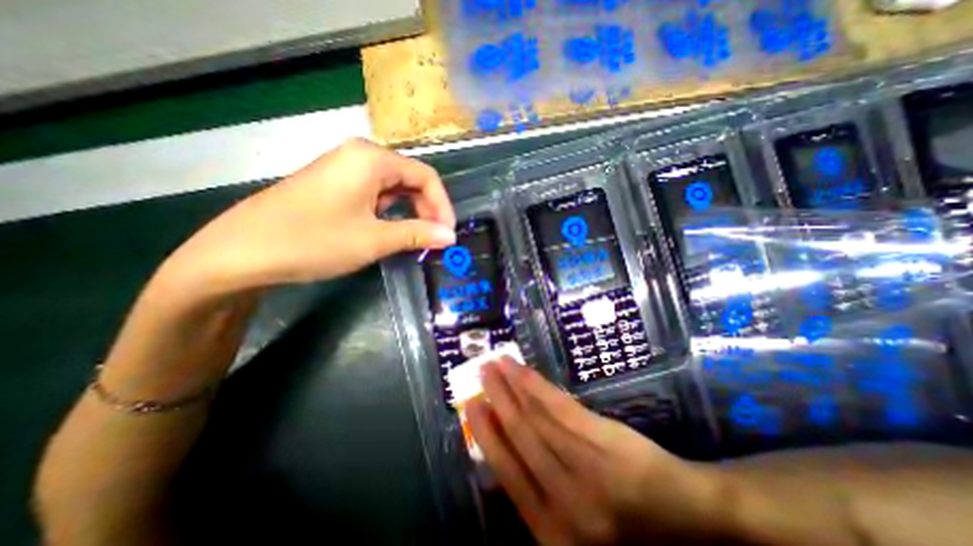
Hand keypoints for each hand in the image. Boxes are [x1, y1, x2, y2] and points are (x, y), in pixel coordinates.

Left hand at [161, 136, 459, 297]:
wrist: (241, 252)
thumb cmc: (314, 240)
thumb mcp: (374, 239)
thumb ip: (418, 234)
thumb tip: (451, 237)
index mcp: (372, 159)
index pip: (426, 176)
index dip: (442, 206)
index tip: (448, 234)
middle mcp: (360, 155)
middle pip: (410, 179)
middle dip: (427, 209)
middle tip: (434, 239)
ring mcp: (345, 168)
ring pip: (393, 187)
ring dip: (410, 212)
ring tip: (416, 238)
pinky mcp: (335, 184)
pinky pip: (375, 193)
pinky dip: (390, 212)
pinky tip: (390, 230)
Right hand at [468, 359, 723, 544]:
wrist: (690, 520)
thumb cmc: (628, 530)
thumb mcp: (574, 529)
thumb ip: (538, 495)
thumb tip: (505, 451)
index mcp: (551, 529)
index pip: (507, 472)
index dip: (486, 434)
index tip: (472, 405)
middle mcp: (562, 497)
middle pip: (519, 437)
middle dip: (496, 400)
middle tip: (481, 373)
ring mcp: (583, 464)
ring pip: (535, 417)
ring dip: (511, 387)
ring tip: (496, 364)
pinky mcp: (601, 438)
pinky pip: (559, 408)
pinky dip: (536, 386)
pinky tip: (522, 370)